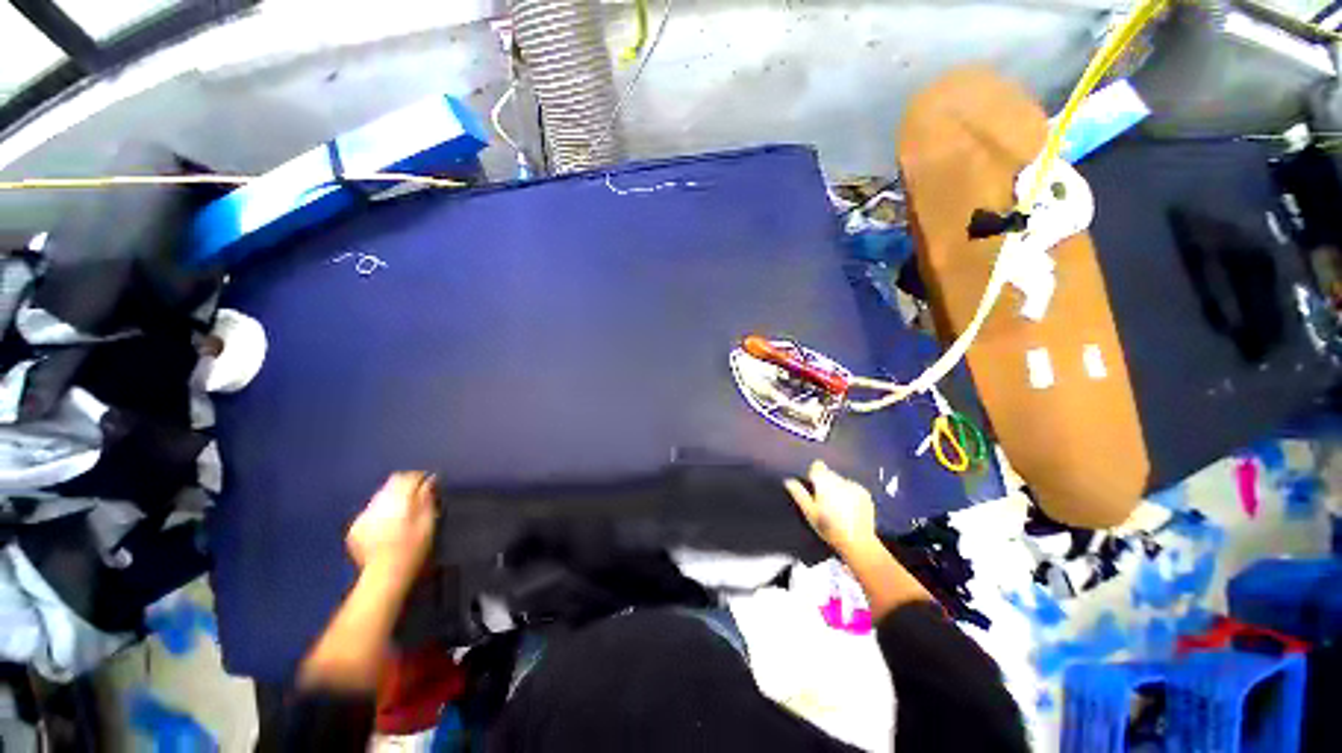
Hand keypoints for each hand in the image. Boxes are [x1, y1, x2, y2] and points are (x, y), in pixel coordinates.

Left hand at [347, 472, 438, 580]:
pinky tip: (385, 527)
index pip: (406, 477)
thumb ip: (427, 498)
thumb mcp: (428, 522)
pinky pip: (368, 513)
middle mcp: (376, 504)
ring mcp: (362, 517)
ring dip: (390, 501)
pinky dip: (378, 515)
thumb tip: (430, 480)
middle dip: (404, 488)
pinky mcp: (354, 530)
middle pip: (390, 485)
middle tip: (416, 499)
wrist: (384, 575)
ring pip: (378, 498)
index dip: (419, 478)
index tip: (428, 484)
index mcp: (397, 500)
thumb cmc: (413, 548)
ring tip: (401, 514)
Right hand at [784, 460, 876, 555]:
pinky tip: (849, 509)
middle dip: (825, 483)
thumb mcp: (809, 512)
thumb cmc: (829, 528)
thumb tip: (788, 481)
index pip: (817, 466)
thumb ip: (799, 494)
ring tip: (837, 507)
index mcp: (825, 483)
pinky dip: (849, 494)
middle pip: (829, 473)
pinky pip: (853, 487)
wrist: (857, 542)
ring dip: (837, 488)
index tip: (813, 486)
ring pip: (841, 480)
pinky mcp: (865, 494)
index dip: (813, 474)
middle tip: (824, 501)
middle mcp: (840, 480)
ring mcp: (854, 486)